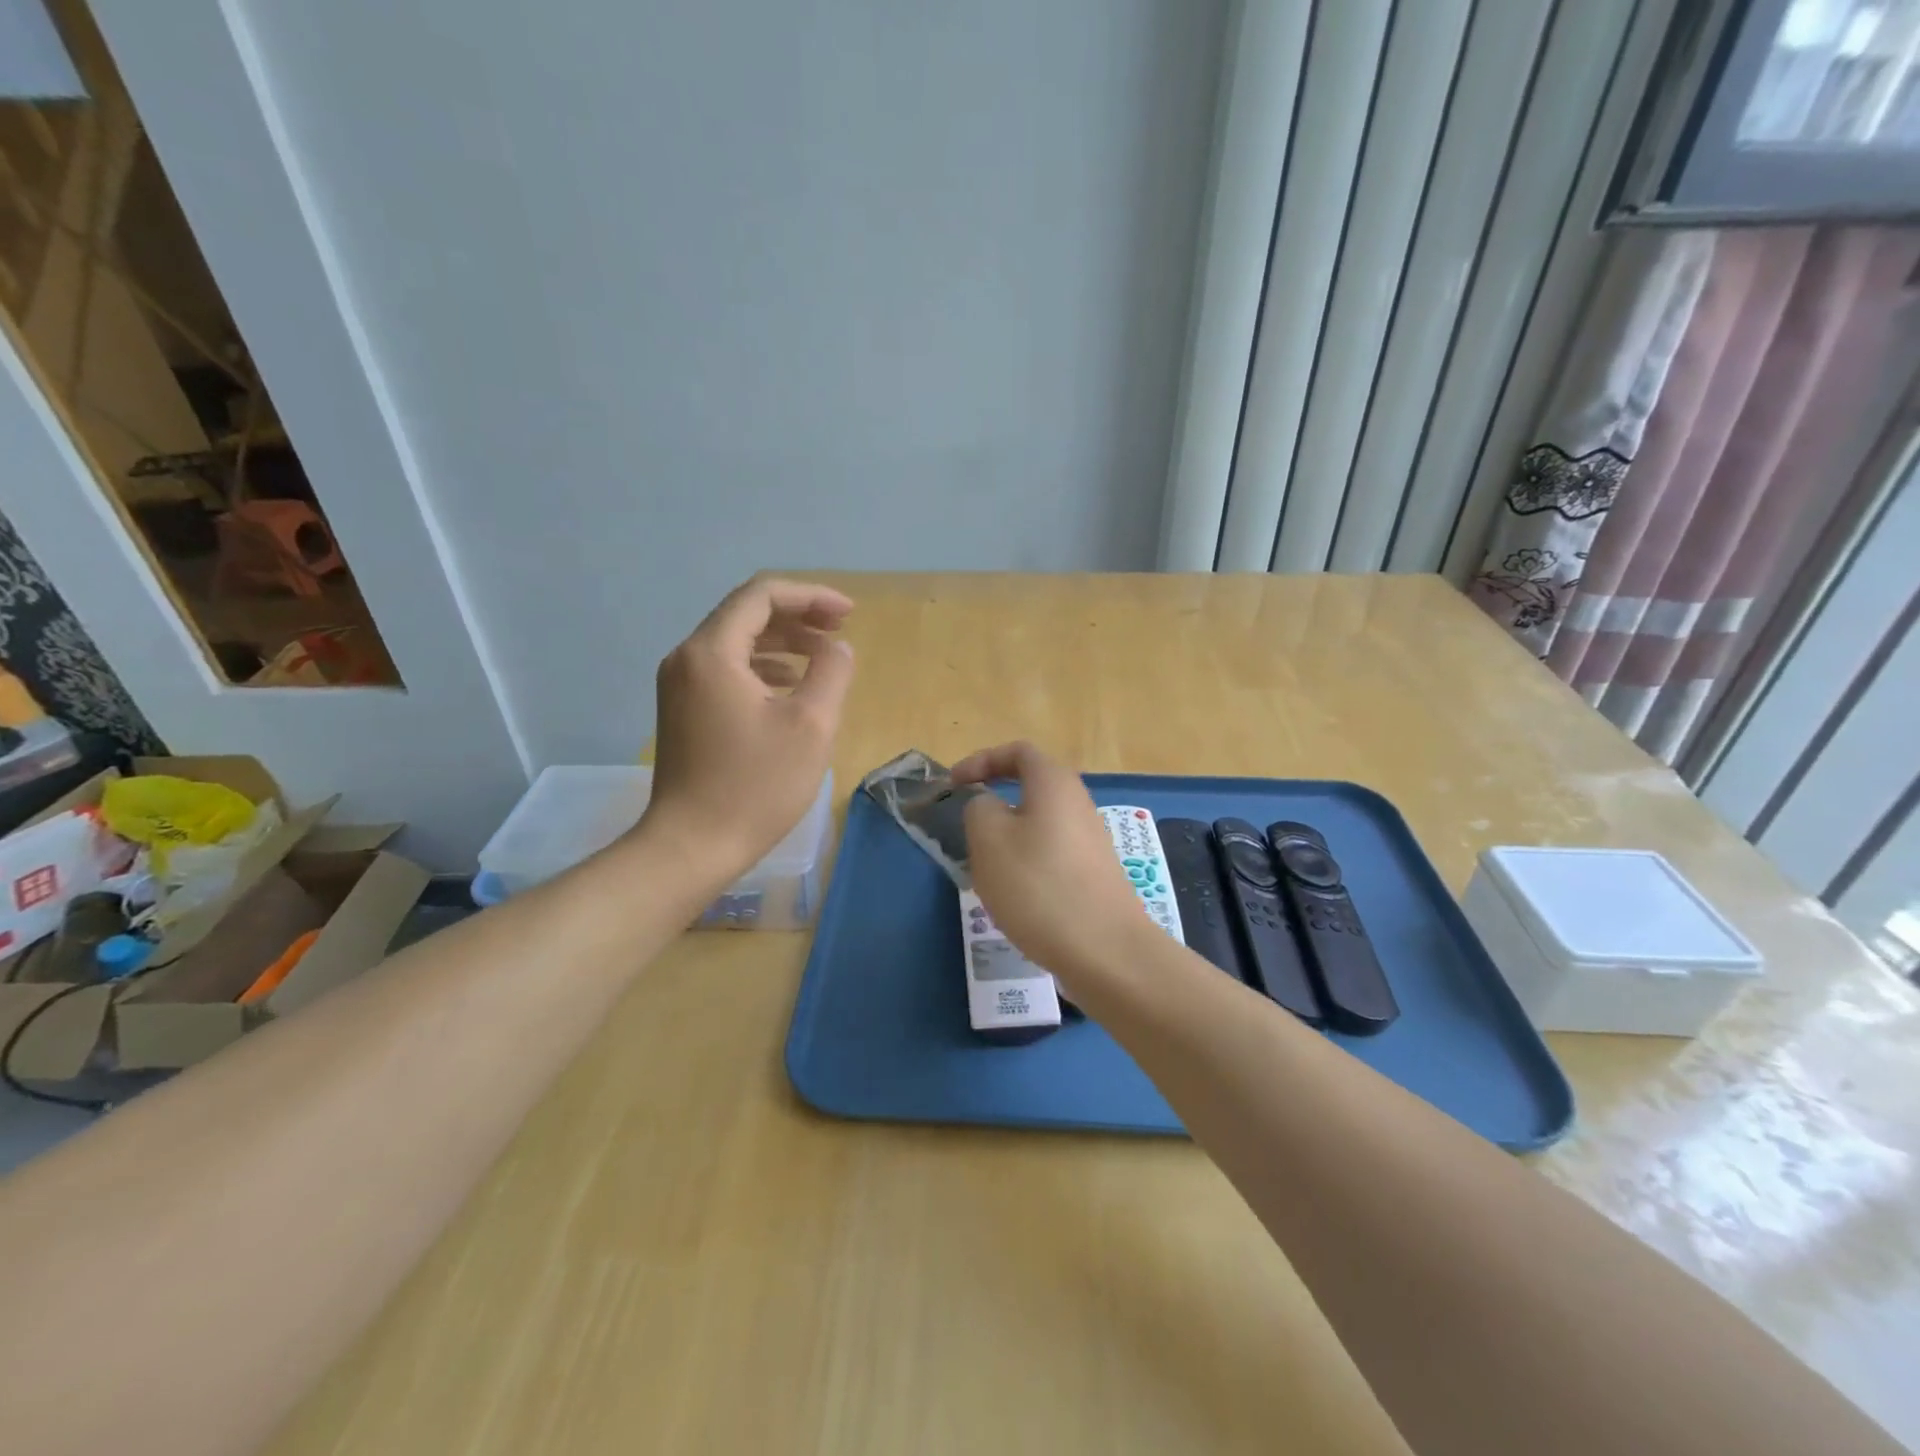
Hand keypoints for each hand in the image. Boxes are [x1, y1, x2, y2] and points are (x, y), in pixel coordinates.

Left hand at [643, 577, 854, 880]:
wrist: (692, 846)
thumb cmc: (755, 786)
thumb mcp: (811, 726)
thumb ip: (831, 673)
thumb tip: (837, 648)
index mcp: (712, 653)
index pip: (761, 596)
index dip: (810, 596)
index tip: (848, 614)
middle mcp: (687, 658)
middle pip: (746, 614)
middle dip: (798, 616)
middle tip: (840, 631)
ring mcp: (680, 686)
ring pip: (736, 642)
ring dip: (783, 642)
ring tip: (824, 656)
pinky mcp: (683, 711)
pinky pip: (726, 670)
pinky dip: (763, 667)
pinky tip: (791, 685)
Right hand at [952, 741, 1154, 983]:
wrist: (1105, 950)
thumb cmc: (1039, 885)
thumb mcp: (989, 838)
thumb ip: (979, 808)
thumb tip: (989, 806)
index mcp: (1054, 783)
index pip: (1017, 752)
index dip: (982, 760)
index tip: (954, 784)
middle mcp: (1078, 803)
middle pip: (1031, 788)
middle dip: (993, 803)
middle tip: (967, 828)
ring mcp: (1090, 840)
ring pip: (1038, 825)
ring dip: (1007, 839)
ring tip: (985, 870)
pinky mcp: (1093, 874)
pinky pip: (1050, 855)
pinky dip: (1026, 865)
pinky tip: (1014, 898)